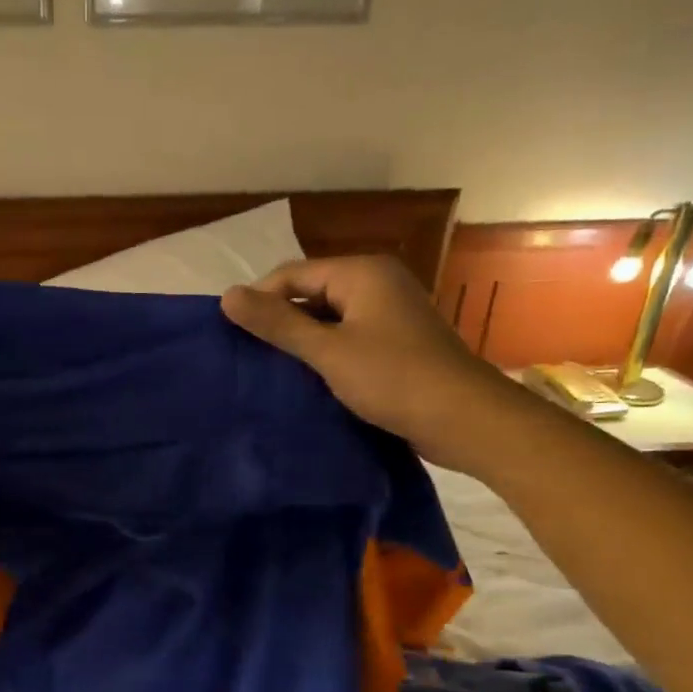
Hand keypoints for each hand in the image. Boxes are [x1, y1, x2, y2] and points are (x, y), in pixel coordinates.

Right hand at [220, 256, 519, 471]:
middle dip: (279, 321)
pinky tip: (306, 377)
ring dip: (300, 340)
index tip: (230, 334)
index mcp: (362, 272)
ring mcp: (389, 313)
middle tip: (247, 355)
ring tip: (269, 369)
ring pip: (328, 317)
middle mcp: (377, 283)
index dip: (258, 300)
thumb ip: (277, 323)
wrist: (465, 419)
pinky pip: (347, 337)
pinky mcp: (396, 342)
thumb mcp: (328, 351)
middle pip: (310, 293)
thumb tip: (227, 295)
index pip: (292, 274)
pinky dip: (325, 353)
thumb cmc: (394, 378)